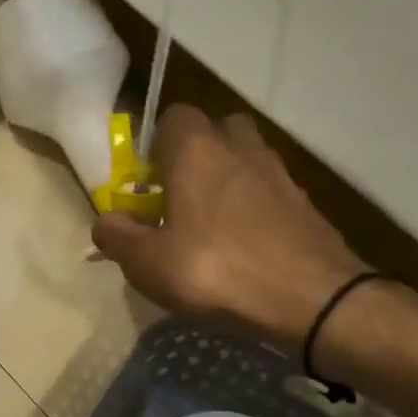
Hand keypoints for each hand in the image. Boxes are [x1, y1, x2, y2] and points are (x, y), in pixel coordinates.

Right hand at [92, 106, 366, 349]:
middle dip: (196, 156)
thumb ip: (117, 236)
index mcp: (198, 151)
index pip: (174, 116)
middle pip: (217, 131)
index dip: (155, 144)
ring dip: (226, 182)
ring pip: (246, 161)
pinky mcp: (306, 205)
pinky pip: (268, 193)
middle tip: (178, 197)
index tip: (146, 182)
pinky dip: (252, 209)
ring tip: (208, 227)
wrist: (311, 300)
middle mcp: (242, 150)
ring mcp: (281, 175)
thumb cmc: (215, 270)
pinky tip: (241, 247)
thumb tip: (106, 220)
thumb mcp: (146, 262)